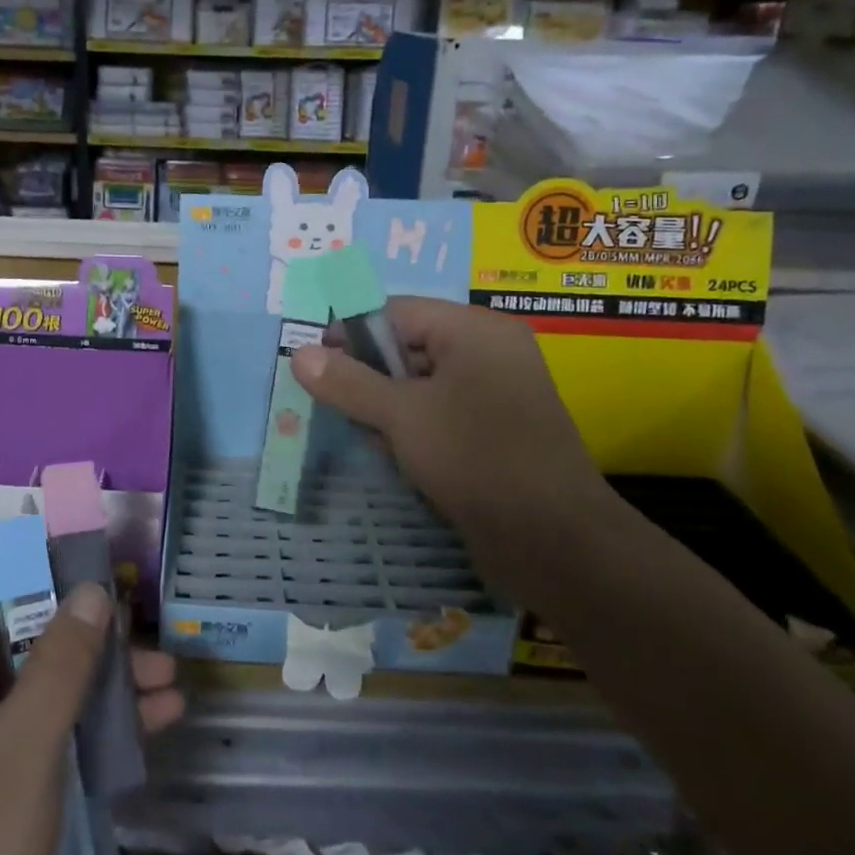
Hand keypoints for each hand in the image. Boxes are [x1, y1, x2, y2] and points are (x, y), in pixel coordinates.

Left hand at [0, 575, 182, 854]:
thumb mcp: (24, 748)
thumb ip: (61, 665)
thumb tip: (93, 588)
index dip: (37, 566)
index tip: (94, 561)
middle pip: (29, 636)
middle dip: (92, 634)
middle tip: (149, 635)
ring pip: (50, 686)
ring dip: (107, 682)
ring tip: (172, 683)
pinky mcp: (6, 786)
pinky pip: (55, 734)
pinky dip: (99, 727)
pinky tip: (156, 727)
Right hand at [294, 297, 608, 570]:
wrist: (555, 543)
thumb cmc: (475, 458)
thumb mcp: (401, 416)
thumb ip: (348, 383)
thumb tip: (299, 354)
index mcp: (475, 331)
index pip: (397, 312)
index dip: (351, 334)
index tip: (315, 365)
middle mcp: (490, 353)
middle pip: (409, 347)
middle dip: (367, 375)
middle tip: (331, 403)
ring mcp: (497, 394)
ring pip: (422, 385)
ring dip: (386, 406)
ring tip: (360, 432)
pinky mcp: (496, 432)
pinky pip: (442, 414)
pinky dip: (413, 427)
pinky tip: (391, 454)